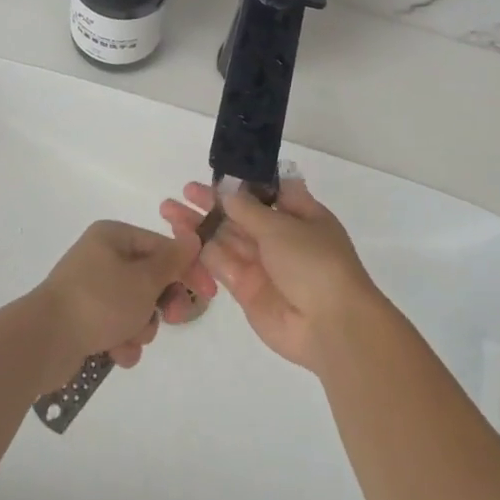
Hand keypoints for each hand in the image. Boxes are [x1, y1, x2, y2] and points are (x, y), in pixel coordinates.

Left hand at [31, 220, 216, 389]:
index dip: (187, 269)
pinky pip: (116, 326)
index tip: (208, 294)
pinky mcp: (83, 318)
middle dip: (160, 303)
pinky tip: (115, 354)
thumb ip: (173, 261)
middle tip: (171, 319)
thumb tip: (193, 238)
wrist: (43, 342)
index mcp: (113, 236)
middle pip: (150, 278)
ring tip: (129, 339)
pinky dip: (121, 341)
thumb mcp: (144, 280)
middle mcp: (101, 257)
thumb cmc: (99, 301)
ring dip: (140, 327)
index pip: (162, 247)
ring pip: (136, 307)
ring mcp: (90, 289)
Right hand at [160, 177, 379, 373]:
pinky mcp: (247, 290)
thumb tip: (228, 191)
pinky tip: (180, 238)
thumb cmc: (314, 262)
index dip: (242, 183)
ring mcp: (263, 265)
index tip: (216, 174)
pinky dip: (202, 252)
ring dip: (200, 225)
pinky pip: (222, 265)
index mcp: (300, 215)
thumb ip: (249, 209)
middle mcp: (281, 237)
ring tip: (168, 211)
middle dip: (212, 203)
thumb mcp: (282, 226)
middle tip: (183, 192)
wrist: (330, 325)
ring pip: (226, 239)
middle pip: (241, 215)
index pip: (268, 192)